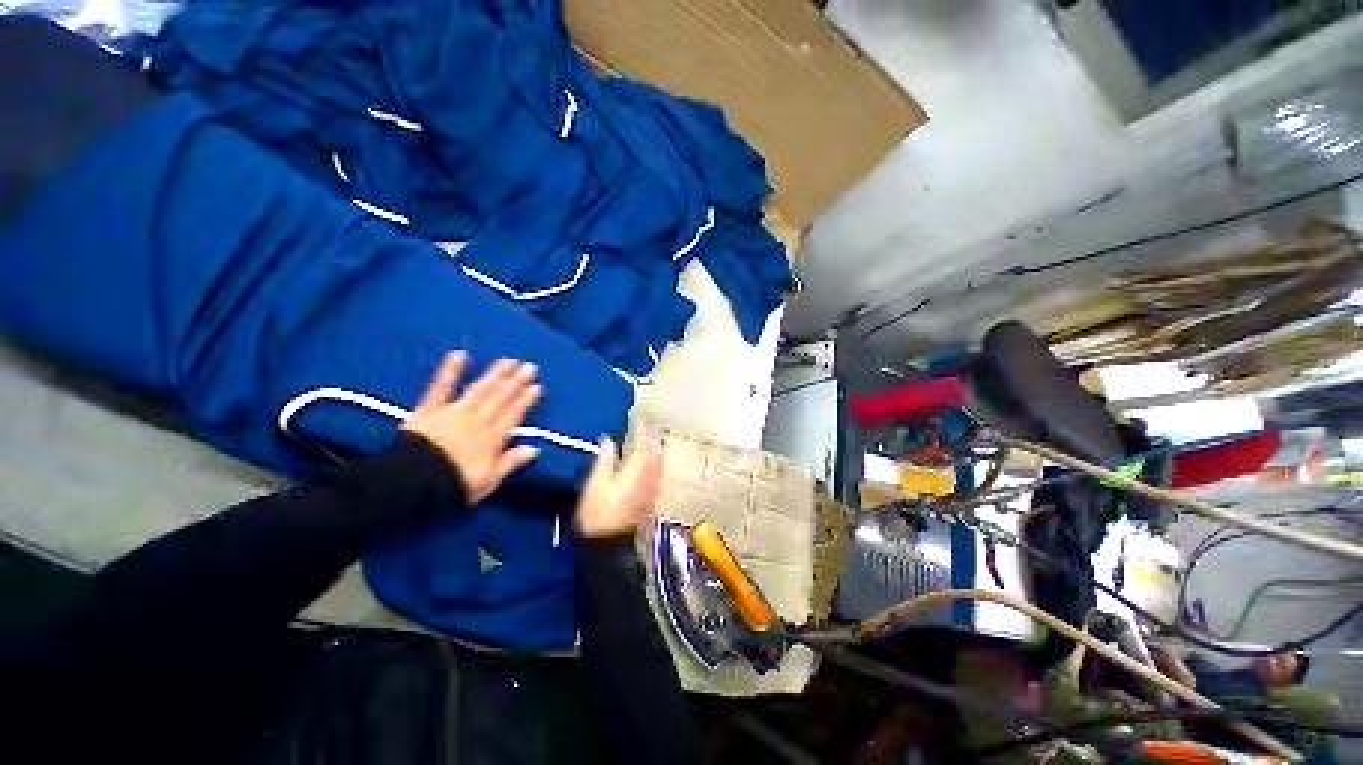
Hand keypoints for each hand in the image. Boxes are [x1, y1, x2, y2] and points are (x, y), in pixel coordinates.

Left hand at [401, 351, 540, 503]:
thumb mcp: (489, 480)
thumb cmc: (454, 484)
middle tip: (529, 366)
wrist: (414, 482)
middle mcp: (478, 420)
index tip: (536, 386)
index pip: (514, 415)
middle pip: (500, 398)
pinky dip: (450, 370)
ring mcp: (454, 412)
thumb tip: (534, 449)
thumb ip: (511, 462)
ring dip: (496, 374)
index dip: (526, 401)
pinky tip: (460, 353)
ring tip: (509, 360)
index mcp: (493, 438)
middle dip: (516, 382)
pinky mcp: (430, 410)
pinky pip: (440, 387)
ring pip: (480, 390)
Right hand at [575, 432, 663, 538]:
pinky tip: (651, 465)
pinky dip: (656, 464)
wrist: (608, 545)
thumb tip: (608, 441)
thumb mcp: (596, 484)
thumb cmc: (598, 513)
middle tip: (647, 429)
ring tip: (651, 442)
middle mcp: (649, 478)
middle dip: (653, 439)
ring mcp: (652, 490)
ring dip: (656, 451)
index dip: (642, 432)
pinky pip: (658, 475)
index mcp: (636, 471)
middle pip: (656, 454)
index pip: (643, 445)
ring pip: (659, 464)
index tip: (640, 421)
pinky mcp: (651, 500)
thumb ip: (605, 460)